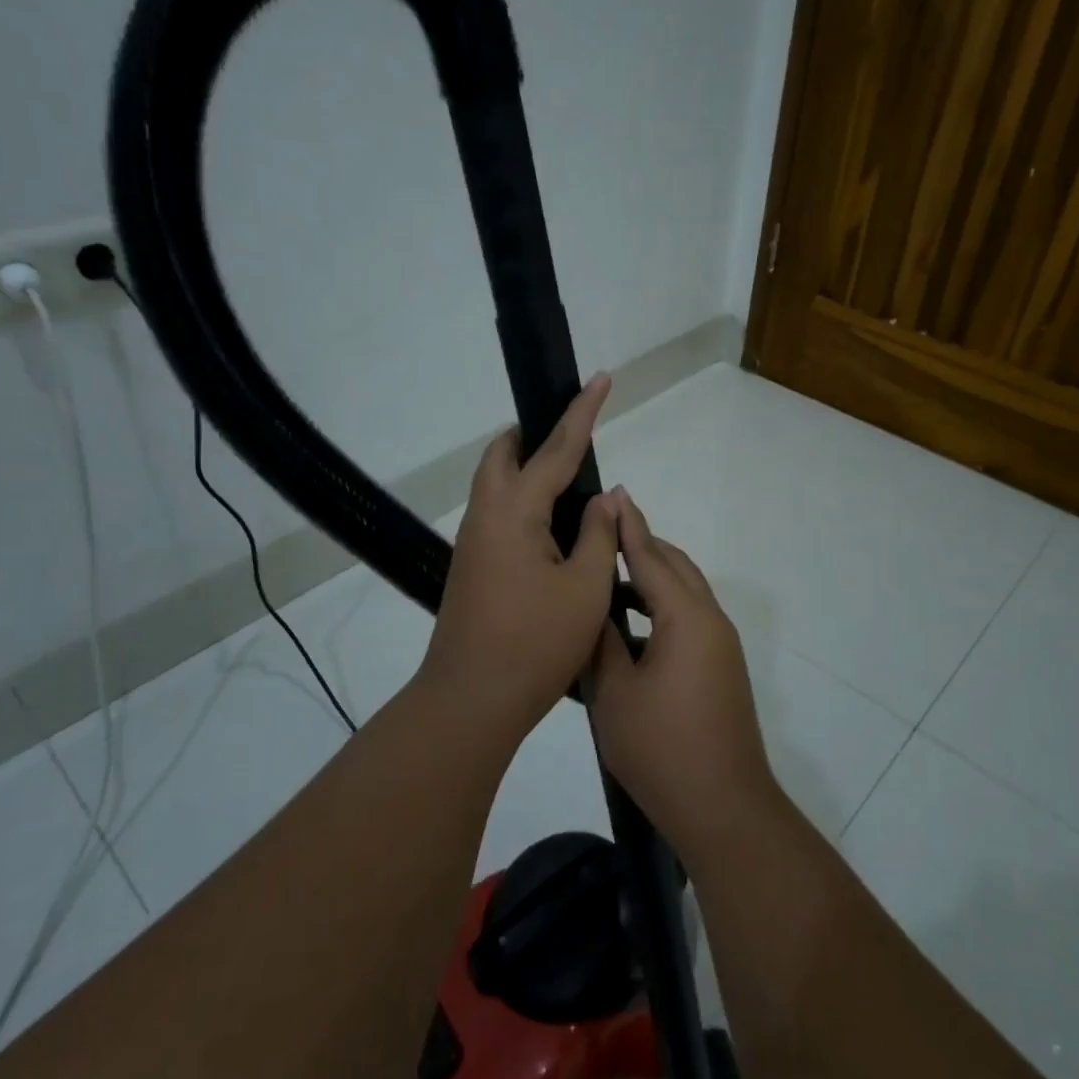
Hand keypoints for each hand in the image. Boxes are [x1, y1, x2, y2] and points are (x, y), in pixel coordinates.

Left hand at [418, 375, 622, 736]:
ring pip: (497, 486)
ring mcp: (474, 543)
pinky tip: (554, 530)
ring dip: (529, 472)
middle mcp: (485, 516)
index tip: (601, 378)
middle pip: (504, 456)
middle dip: (537, 437)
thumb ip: (599, 534)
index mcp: (513, 512)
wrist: (472, 700)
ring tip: (572, 487)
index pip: (554, 449)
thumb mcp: (585, 587)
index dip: (582, 412)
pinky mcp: (473, 566)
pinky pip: (499, 515)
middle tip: (575, 443)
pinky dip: (525, 504)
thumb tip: (606, 497)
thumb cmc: (535, 644)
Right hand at [589, 492, 778, 857]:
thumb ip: (601, 640)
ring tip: (607, 577)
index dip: (628, 525)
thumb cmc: (660, 749)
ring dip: (650, 579)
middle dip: (641, 545)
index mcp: (686, 618)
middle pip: (675, 567)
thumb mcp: (613, 692)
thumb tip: (592, 607)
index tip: (612, 494)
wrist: (722, 807)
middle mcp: (710, 621)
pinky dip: (659, 609)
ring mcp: (720, 646)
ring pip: (684, 593)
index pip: (651, 557)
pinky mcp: (720, 667)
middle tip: (602, 532)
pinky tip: (628, 626)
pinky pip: (688, 619)